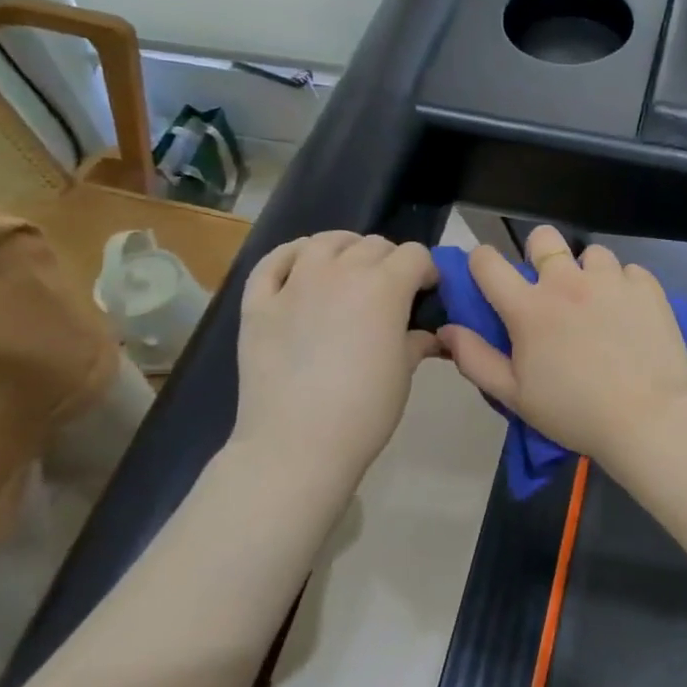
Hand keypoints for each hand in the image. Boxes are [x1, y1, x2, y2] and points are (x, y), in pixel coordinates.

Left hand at [232, 232, 439, 479]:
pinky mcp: (258, 302)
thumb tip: (428, 334)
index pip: (416, 255)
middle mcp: (341, 271)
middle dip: (390, 262)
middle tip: (391, 293)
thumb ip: (416, 340)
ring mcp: (294, 283)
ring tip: (349, 272)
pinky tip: (301, 266)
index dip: (427, 272)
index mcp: (385, 286)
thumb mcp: (403, 372)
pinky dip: (291, 256)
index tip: (427, 295)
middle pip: (374, 245)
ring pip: (325, 241)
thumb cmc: (364, 410)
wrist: (296, 445)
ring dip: (345, 249)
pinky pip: (273, 261)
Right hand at [441, 226, 686, 463]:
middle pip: (543, 237)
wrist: (647, 418)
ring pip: (592, 254)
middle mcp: (568, 281)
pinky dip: (624, 287)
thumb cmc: (574, 412)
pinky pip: (629, 271)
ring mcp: (611, 280)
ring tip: (598, 305)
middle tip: (550, 287)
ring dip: (588, 273)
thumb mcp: (514, 396)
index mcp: (529, 307)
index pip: (487, 262)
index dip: (481, 263)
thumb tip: (447, 330)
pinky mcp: (647, 287)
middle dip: (539, 253)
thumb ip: (475, 359)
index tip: (489, 278)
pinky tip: (629, 316)